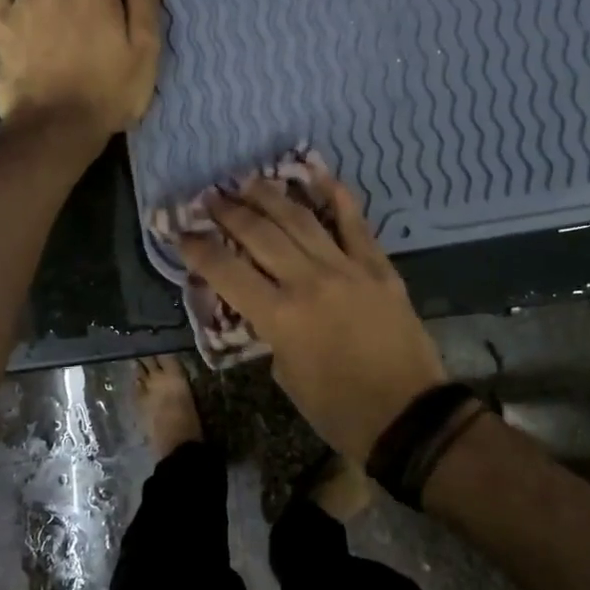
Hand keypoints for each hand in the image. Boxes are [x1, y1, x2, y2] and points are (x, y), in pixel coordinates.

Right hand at [175, 170, 447, 466]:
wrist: (408, 415)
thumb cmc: (338, 410)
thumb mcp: (286, 375)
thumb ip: (270, 331)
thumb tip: (266, 303)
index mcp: (280, 317)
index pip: (226, 272)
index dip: (198, 249)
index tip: (181, 233)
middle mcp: (308, 282)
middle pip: (260, 234)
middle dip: (229, 212)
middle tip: (210, 197)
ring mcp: (347, 268)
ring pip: (300, 220)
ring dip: (270, 196)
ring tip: (248, 181)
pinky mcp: (378, 267)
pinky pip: (354, 223)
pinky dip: (335, 195)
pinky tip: (317, 174)